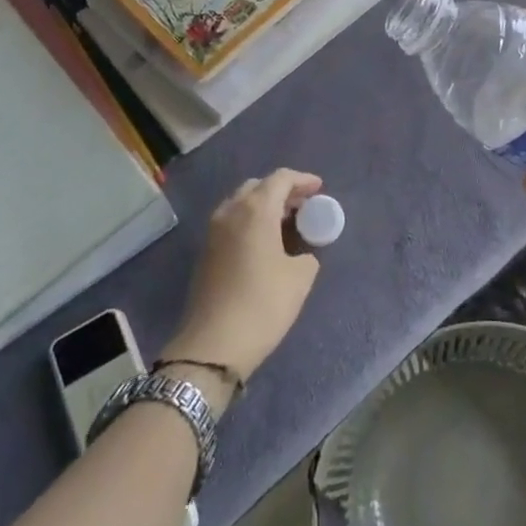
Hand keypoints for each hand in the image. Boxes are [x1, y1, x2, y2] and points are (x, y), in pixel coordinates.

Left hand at [166, 170, 322, 393]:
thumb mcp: (300, 277)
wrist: (212, 347)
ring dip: (264, 206)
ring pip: (241, 203)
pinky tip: (266, 242)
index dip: (303, 180)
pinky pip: (232, 222)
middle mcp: (231, 212)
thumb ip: (306, 253)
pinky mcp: (205, 253)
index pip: (281, 178)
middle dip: (282, 191)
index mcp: (255, 210)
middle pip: (258, 186)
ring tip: (287, 223)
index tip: (319, 189)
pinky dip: (251, 222)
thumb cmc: (263, 304)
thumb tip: (300, 253)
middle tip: (303, 205)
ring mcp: (213, 232)